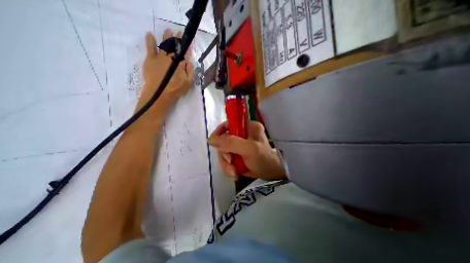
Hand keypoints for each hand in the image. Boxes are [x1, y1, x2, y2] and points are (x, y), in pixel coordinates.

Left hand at [138, 30, 193, 112]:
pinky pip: (150, 47)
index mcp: (180, 63)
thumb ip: (190, 71)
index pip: (184, 53)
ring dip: (166, 37)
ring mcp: (160, 57)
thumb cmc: (176, 89)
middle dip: (177, 39)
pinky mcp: (150, 59)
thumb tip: (189, 62)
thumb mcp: (188, 83)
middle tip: (179, 33)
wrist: (159, 94)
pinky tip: (150, 34)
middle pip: (174, 46)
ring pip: (164, 44)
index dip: (186, 47)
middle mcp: (170, 57)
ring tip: (168, 30)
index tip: (188, 41)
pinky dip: (150, 40)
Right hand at [209, 120, 285, 180]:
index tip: (214, 143)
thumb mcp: (249, 149)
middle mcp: (242, 134)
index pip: (228, 124)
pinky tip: (234, 173)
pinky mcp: (237, 154)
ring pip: (223, 151)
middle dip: (224, 153)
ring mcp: (239, 145)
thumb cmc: (264, 159)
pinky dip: (228, 167)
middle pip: (223, 140)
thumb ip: (231, 143)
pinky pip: (226, 159)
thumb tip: (211, 139)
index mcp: (248, 126)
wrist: (271, 174)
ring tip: (233, 172)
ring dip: (226, 163)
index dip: (219, 132)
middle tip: (230, 161)